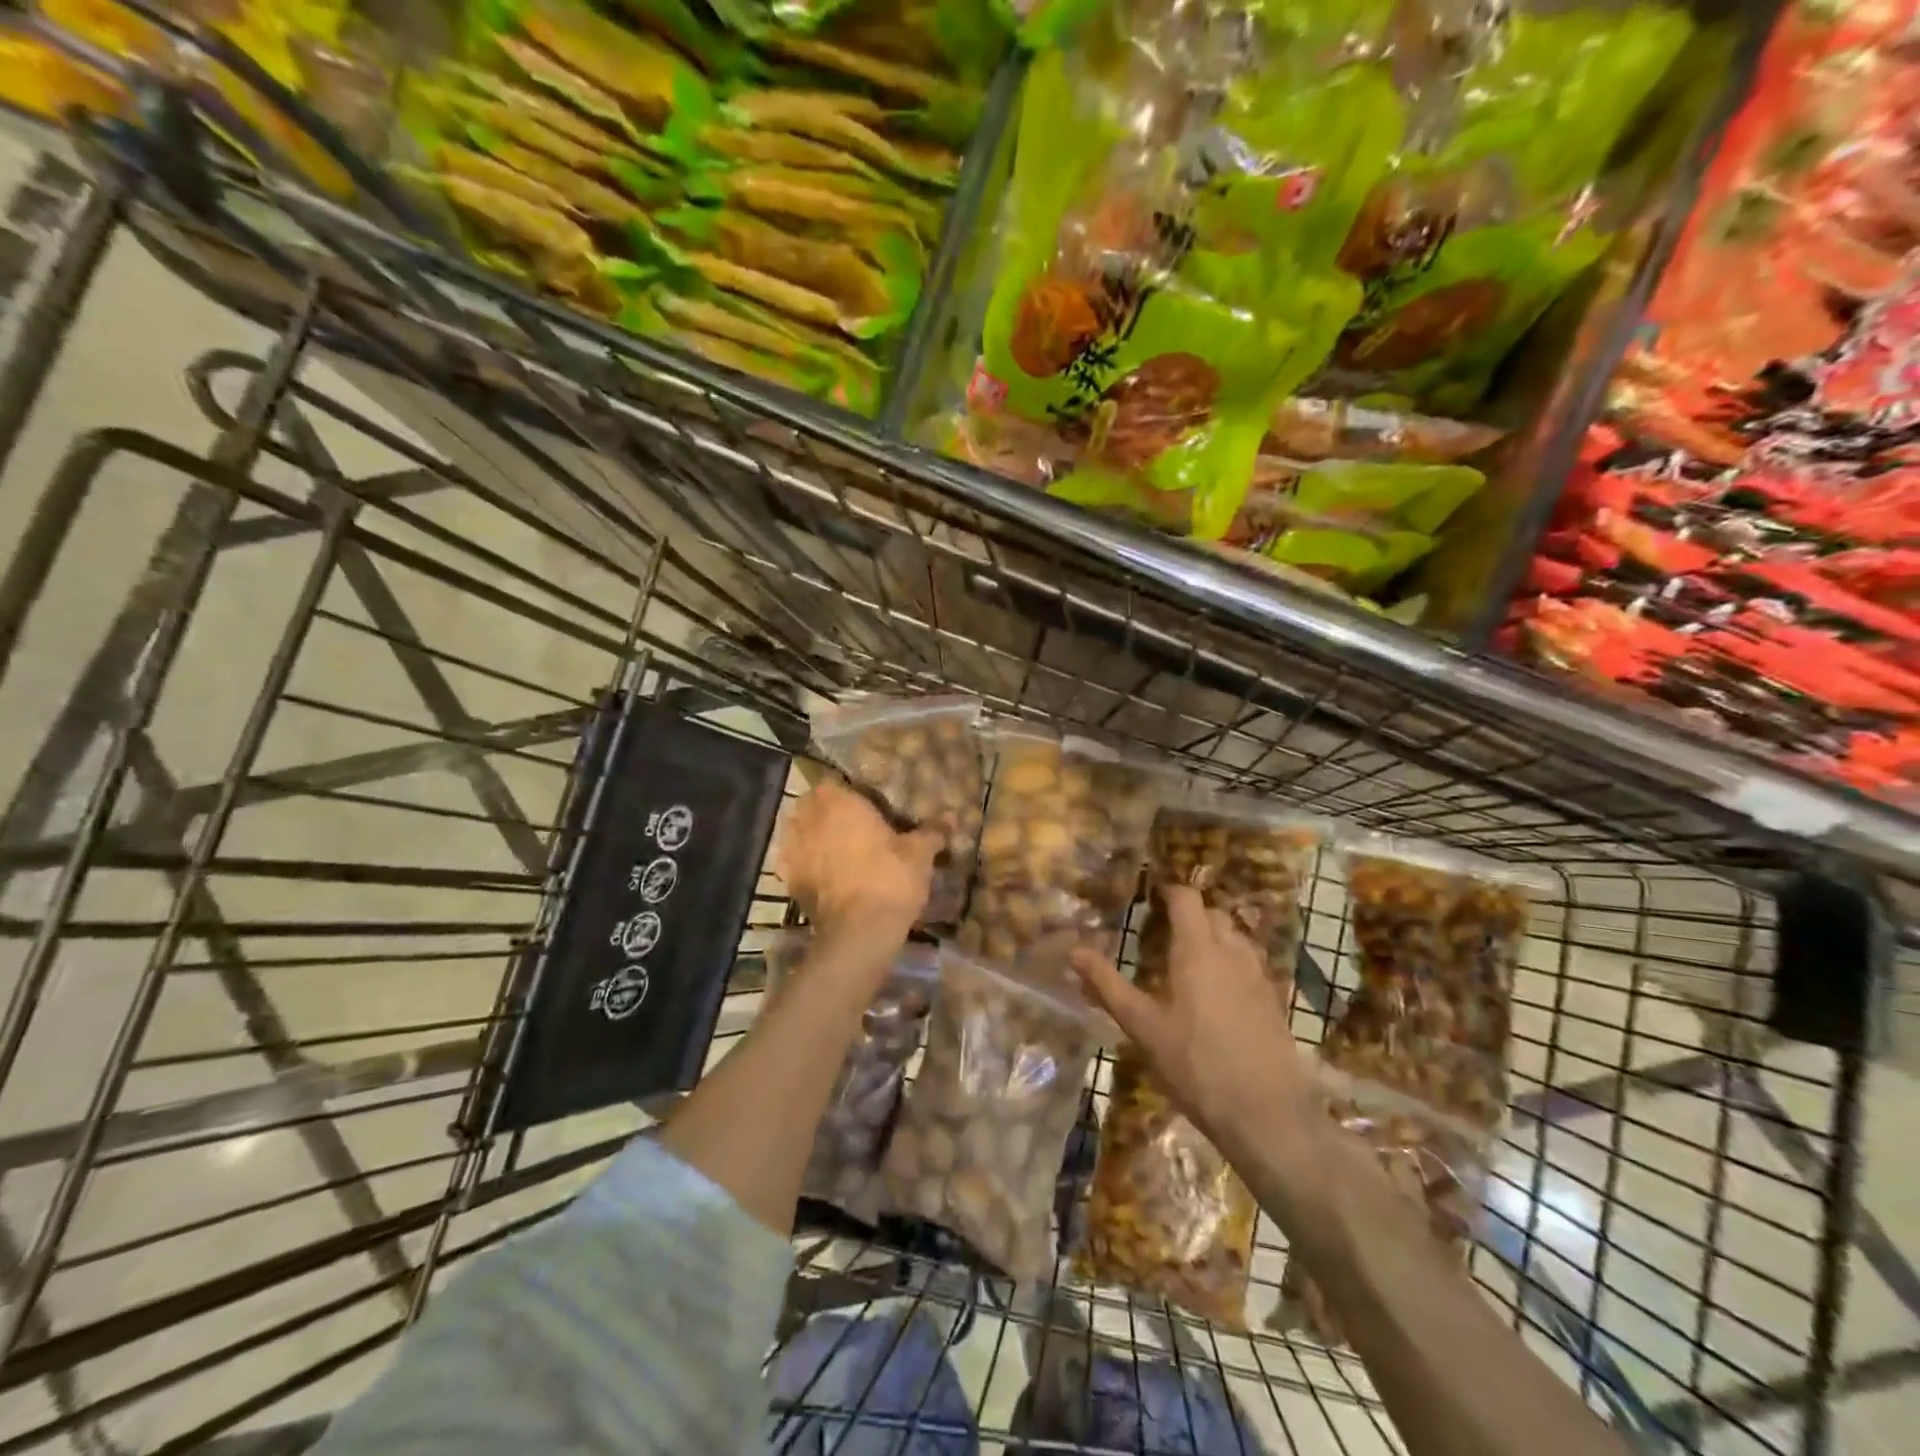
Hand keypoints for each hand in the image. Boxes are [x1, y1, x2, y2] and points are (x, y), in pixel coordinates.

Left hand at [775, 779, 941, 955]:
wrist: (859, 931)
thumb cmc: (890, 878)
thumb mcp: (919, 853)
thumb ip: (932, 830)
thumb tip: (952, 815)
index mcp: (839, 802)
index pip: (833, 783)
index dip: (847, 792)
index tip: (865, 804)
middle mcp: (810, 820)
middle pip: (811, 806)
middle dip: (826, 811)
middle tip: (851, 825)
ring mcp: (795, 850)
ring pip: (798, 832)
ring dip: (812, 836)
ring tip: (834, 848)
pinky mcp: (789, 880)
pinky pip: (794, 862)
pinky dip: (805, 864)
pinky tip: (823, 874)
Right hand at [1070, 883, 1308, 1143]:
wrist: (1267, 1114)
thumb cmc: (1195, 1065)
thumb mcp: (1142, 1027)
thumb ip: (1108, 985)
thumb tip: (1074, 951)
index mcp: (1198, 950)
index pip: (1187, 899)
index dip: (1169, 891)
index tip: (1149, 897)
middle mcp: (1232, 953)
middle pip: (1213, 914)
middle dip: (1190, 915)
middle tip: (1162, 932)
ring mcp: (1259, 977)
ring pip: (1235, 938)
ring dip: (1213, 937)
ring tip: (1189, 961)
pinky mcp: (1274, 1001)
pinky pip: (1250, 964)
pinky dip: (1231, 963)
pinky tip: (1217, 994)